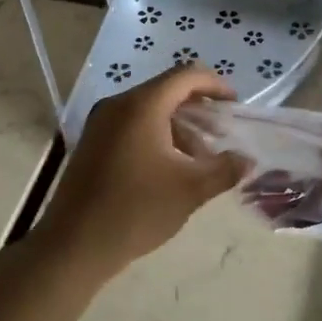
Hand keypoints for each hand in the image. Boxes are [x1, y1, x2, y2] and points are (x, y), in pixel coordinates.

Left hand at [34, 66, 245, 279]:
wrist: (74, 245)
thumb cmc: (137, 210)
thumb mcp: (191, 189)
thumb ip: (225, 169)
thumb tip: (246, 160)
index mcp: (142, 106)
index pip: (186, 75)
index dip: (216, 85)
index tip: (235, 106)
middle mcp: (118, 105)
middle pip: (167, 91)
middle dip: (199, 110)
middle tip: (221, 136)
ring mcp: (101, 123)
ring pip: (150, 110)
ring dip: (179, 127)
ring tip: (199, 160)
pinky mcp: (92, 143)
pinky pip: (132, 126)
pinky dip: (157, 136)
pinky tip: (169, 169)